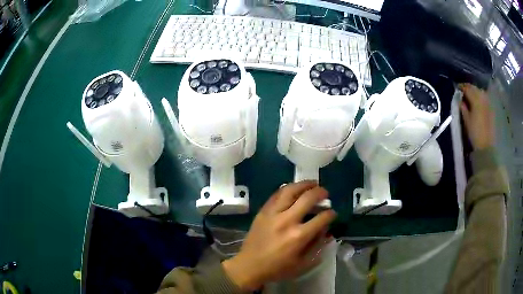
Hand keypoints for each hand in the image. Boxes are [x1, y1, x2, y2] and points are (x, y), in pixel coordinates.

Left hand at [222, 181, 335, 290]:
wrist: (249, 266)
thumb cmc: (278, 268)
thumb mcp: (303, 264)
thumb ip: (317, 246)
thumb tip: (326, 230)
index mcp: (299, 236)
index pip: (322, 218)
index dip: (331, 214)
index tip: (332, 213)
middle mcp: (287, 220)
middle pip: (308, 198)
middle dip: (321, 192)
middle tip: (325, 193)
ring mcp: (273, 213)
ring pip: (290, 190)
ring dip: (304, 184)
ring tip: (312, 184)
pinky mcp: (263, 211)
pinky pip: (276, 194)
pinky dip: (287, 189)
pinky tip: (294, 189)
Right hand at [459, 83, 494, 149]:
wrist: (486, 146)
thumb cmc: (475, 133)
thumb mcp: (466, 120)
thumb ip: (463, 107)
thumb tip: (460, 99)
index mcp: (475, 99)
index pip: (467, 88)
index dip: (461, 87)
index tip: (456, 88)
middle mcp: (482, 97)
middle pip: (474, 88)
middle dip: (468, 88)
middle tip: (462, 91)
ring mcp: (487, 102)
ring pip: (479, 91)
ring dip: (474, 91)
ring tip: (470, 96)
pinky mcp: (490, 108)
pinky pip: (484, 97)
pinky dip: (479, 96)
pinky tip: (477, 101)